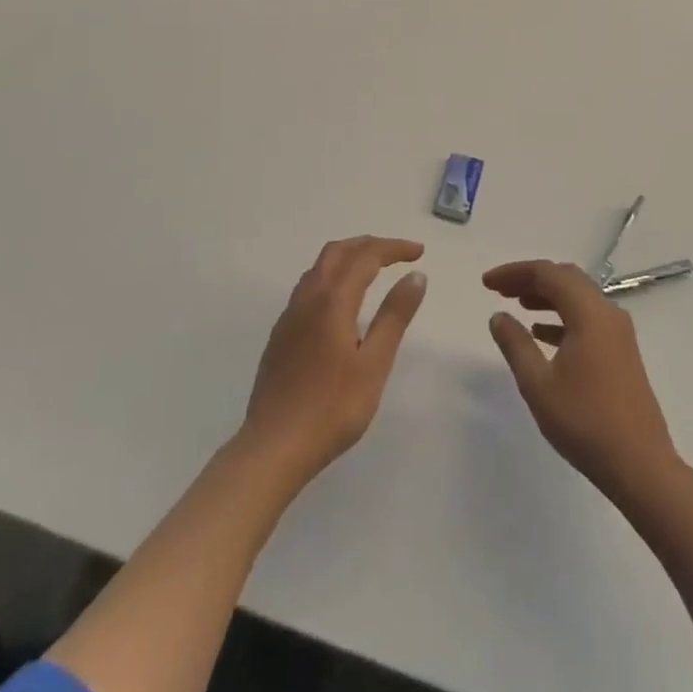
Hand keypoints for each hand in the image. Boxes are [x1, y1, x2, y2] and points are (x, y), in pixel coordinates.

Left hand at [240, 237, 428, 486]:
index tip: (419, 252)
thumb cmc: (332, 408)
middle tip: (398, 254)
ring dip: (348, 257)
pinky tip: (342, 302)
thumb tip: (415, 275)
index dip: (393, 248)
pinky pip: (309, 286)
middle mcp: (307, 297)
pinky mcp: (281, 333)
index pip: (366, 256)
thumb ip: (394, 316)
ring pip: (320, 267)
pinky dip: (332, 276)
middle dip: (369, 245)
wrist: (273, 446)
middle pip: (338, 251)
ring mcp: (290, 315)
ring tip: (374, 270)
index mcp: (332, 300)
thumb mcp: (374, 364)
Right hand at [484, 259, 680, 505]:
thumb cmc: (586, 423)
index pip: (548, 273)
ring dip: (547, 296)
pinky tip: (542, 333)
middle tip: (500, 290)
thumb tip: (499, 316)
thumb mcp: (538, 385)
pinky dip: (563, 317)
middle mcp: (608, 313)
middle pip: (566, 279)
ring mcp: (619, 333)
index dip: (514, 272)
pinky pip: (588, 318)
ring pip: (578, 298)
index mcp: (589, 313)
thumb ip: (515, 344)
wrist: (641, 467)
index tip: (487, 283)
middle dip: (531, 279)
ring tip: (518, 305)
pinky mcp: (622, 352)